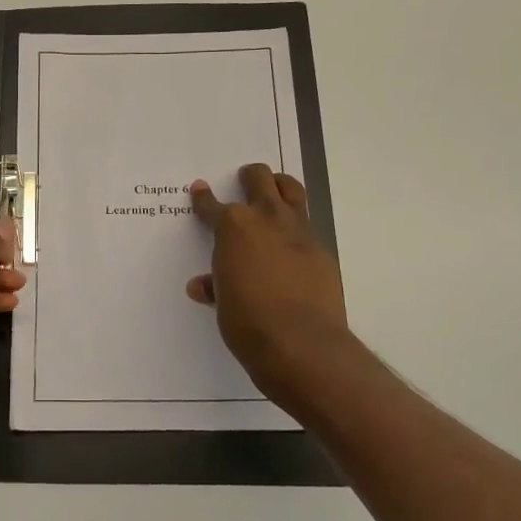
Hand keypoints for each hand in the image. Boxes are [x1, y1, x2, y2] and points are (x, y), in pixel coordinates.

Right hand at [187, 165, 353, 414]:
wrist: (301, 343)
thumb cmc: (247, 322)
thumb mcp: (223, 303)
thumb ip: (215, 286)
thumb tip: (202, 286)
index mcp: (233, 227)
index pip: (212, 206)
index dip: (203, 198)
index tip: (199, 190)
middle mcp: (266, 218)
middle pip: (259, 179)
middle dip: (249, 177)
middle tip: (244, 181)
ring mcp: (298, 231)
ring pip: (291, 189)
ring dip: (279, 186)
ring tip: (273, 190)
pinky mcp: (321, 249)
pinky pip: (307, 225)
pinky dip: (296, 227)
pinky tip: (292, 243)